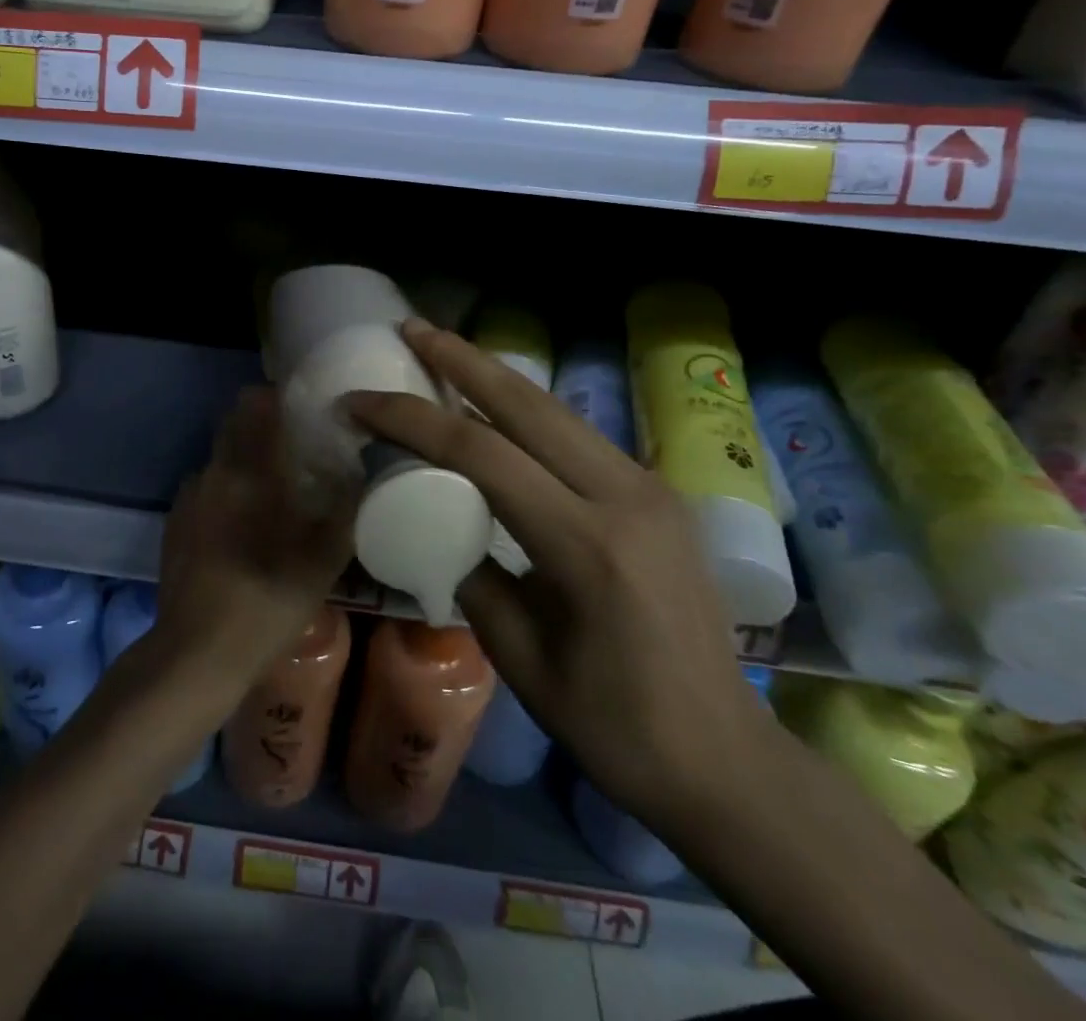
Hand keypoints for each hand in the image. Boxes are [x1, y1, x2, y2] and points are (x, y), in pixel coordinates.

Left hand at [155, 387, 356, 690]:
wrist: (196, 651)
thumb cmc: (268, 601)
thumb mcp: (325, 558)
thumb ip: (346, 507)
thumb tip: (359, 470)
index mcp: (251, 470)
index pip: (256, 402)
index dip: (279, 396)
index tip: (305, 408)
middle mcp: (214, 470)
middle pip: (235, 423)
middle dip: (264, 425)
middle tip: (296, 448)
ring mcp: (189, 496)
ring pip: (221, 457)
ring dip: (244, 461)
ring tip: (271, 493)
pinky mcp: (174, 521)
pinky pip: (206, 488)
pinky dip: (225, 491)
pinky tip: (240, 528)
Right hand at [344, 320, 773, 827]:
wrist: (724, 759)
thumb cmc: (612, 725)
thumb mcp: (518, 654)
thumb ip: (469, 570)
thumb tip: (434, 517)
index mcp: (586, 544)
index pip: (480, 454)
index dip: (411, 419)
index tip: (360, 401)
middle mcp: (625, 495)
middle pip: (526, 404)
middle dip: (460, 359)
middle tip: (409, 327)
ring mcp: (649, 487)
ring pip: (555, 409)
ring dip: (493, 375)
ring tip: (443, 349)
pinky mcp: (656, 492)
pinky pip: (577, 435)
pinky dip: (525, 410)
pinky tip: (494, 405)